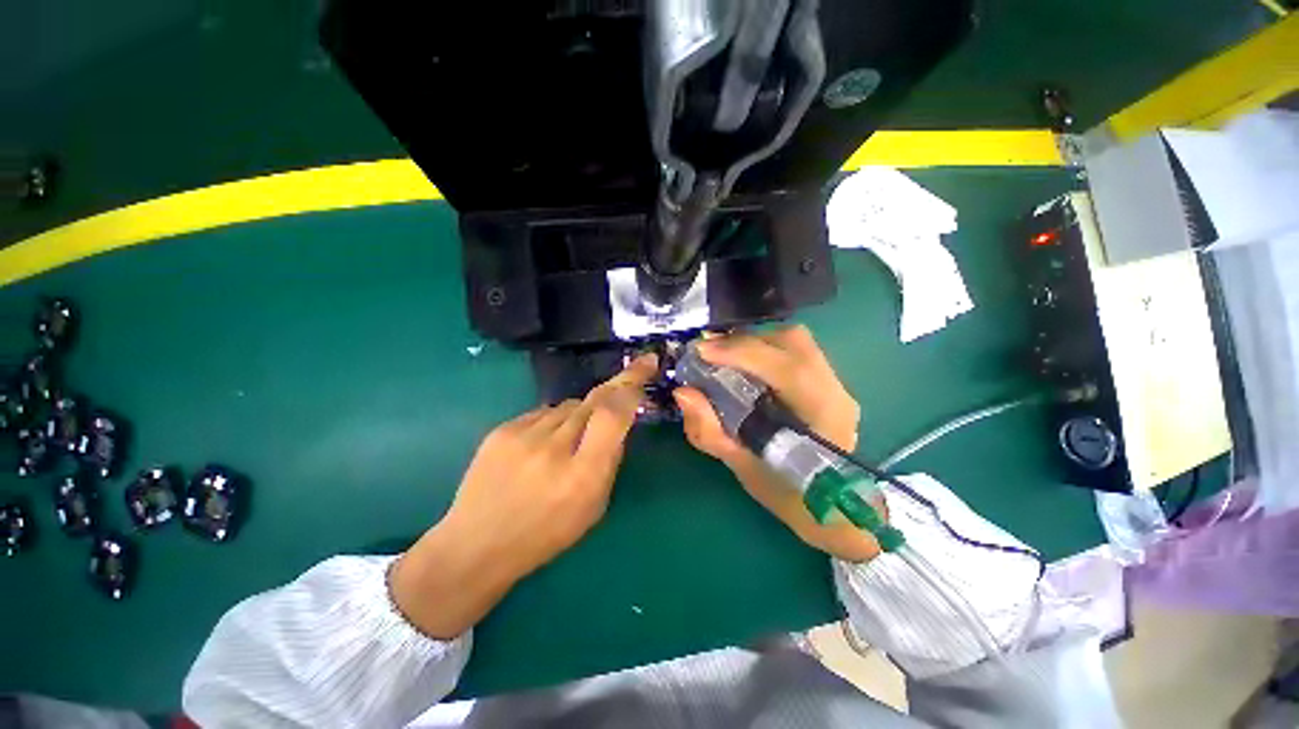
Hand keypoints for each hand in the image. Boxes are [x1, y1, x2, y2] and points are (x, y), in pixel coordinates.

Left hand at [391, 355, 656, 638]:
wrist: (476, 545)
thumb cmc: (545, 534)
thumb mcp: (594, 507)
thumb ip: (610, 460)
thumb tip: (619, 422)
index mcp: (582, 476)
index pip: (612, 414)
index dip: (631, 386)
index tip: (646, 366)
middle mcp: (553, 449)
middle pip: (593, 400)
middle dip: (615, 387)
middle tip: (629, 377)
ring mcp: (523, 436)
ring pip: (569, 405)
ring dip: (581, 413)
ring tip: (571, 438)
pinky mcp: (502, 430)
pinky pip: (544, 412)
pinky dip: (555, 420)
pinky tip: (544, 443)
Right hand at [673, 326, 881, 562]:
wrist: (832, 508)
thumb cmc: (789, 495)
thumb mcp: (743, 468)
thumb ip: (710, 431)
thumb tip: (682, 393)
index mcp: (822, 417)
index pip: (786, 369)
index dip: (742, 353)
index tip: (702, 350)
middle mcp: (836, 391)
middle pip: (793, 343)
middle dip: (745, 341)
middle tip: (709, 353)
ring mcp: (836, 383)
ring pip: (794, 341)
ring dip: (753, 342)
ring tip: (723, 356)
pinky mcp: (828, 381)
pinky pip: (793, 350)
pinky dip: (763, 349)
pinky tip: (744, 363)